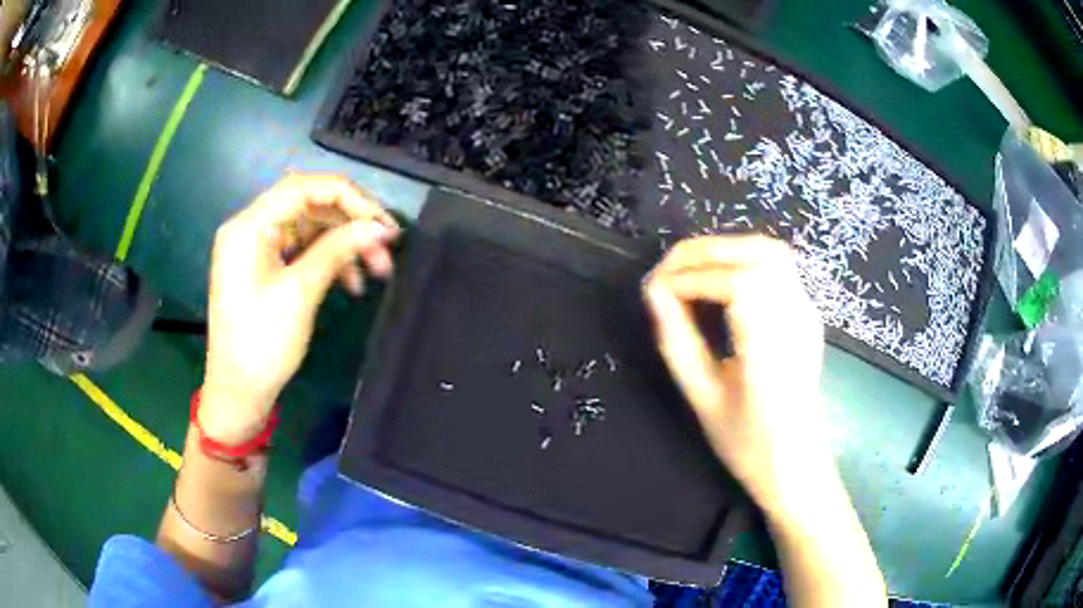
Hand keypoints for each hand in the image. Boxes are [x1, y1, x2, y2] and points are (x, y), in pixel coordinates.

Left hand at [200, 174, 399, 443]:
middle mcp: (250, 228)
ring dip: (344, 243)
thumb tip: (380, 228)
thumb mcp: (300, 294)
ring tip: (377, 271)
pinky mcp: (265, 267)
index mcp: (248, 227)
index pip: (302, 187)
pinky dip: (329, 259)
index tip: (382, 223)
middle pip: (308, 204)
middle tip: (386, 249)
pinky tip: (351, 282)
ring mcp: (257, 248)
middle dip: (350, 223)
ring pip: (310, 227)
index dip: (348, 197)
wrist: (237, 395)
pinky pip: (302, 249)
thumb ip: (338, 251)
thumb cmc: (261, 345)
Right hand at [644, 235, 835, 519]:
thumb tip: (653, 292)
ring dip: (727, 248)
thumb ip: (677, 341)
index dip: (692, 278)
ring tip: (690, 268)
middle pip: (758, 255)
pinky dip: (743, 257)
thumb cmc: (748, 444)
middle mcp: (797, 322)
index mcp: (772, 354)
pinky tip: (720, 277)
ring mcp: (807, 314)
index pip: (738, 285)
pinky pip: (778, 266)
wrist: (797, 463)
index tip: (657, 291)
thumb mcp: (703, 399)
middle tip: (667, 269)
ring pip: (772, 251)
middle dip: (706, 251)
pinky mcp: (807, 312)